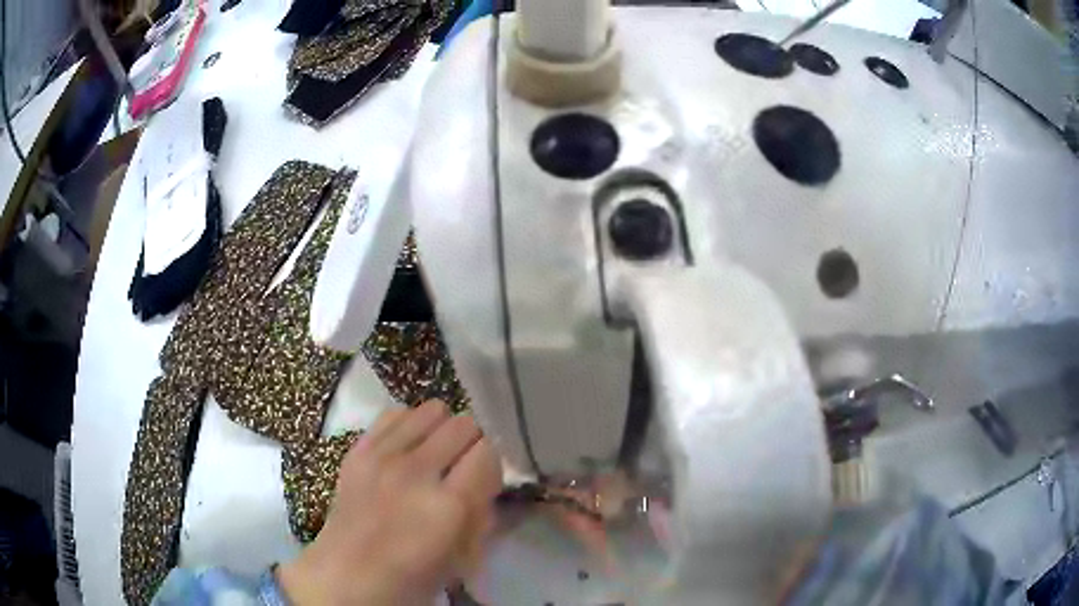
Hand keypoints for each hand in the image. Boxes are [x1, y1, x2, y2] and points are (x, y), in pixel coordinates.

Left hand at [278, 400, 501, 604]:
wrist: (346, 574)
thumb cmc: (411, 577)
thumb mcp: (464, 558)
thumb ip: (483, 513)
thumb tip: (488, 480)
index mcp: (448, 506)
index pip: (488, 452)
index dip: (491, 465)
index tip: (484, 480)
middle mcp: (417, 471)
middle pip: (464, 424)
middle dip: (470, 444)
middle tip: (461, 466)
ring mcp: (383, 456)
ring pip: (432, 410)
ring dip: (440, 430)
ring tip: (434, 454)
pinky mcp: (359, 449)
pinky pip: (395, 413)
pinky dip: (409, 426)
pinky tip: (406, 449)